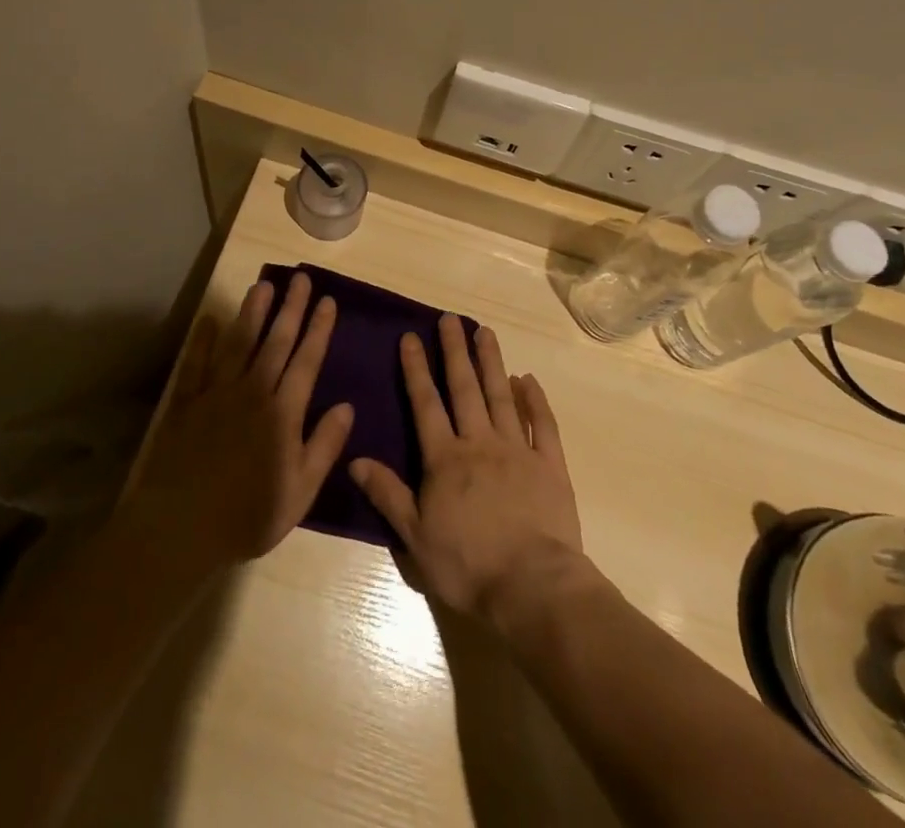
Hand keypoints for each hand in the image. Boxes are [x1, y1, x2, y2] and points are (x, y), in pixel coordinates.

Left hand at [120, 272, 353, 575]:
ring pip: (239, 343)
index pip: (306, 361)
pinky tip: (209, 319)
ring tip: (264, 285)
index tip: (328, 301)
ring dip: (253, 312)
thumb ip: (324, 446)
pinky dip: (202, 340)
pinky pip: (195, 364)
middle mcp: (252, 392)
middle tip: (302, 278)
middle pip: (276, 342)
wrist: (180, 528)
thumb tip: (347, 407)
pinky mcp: (186, 402)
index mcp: (283, 413)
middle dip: (291, 308)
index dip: (319, 329)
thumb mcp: (300, 492)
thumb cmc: (247, 516)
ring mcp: (216, 393)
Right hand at [350, 316, 583, 622]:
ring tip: (484, 331)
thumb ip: (388, 494)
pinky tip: (528, 379)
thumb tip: (354, 460)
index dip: (416, 370)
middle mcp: (480, 443)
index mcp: (445, 459)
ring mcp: (518, 450)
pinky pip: (542, 424)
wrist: (532, 586)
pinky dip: (535, 400)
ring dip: (491, 363)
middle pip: (465, 389)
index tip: (411, 337)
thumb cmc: (468, 565)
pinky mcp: (549, 465)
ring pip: (502, 396)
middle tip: (450, 318)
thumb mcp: (415, 537)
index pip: (426, 405)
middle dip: (455, 352)